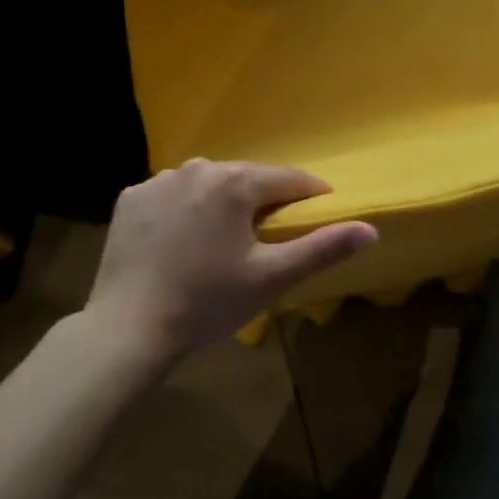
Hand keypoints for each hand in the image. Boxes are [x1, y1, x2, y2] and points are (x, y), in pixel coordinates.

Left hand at [87, 159, 376, 359]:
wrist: (127, 331)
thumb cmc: (208, 302)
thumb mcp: (272, 278)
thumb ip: (323, 247)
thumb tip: (372, 229)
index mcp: (236, 181)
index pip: (289, 179)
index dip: (310, 197)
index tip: (318, 216)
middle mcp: (199, 167)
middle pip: (247, 178)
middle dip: (263, 201)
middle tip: (267, 239)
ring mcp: (159, 180)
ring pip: (208, 184)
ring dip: (222, 203)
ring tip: (222, 242)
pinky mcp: (131, 199)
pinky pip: (171, 195)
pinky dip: (183, 210)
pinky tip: (180, 242)